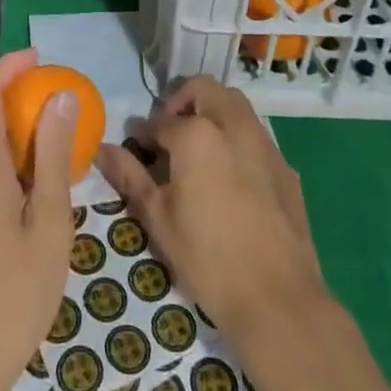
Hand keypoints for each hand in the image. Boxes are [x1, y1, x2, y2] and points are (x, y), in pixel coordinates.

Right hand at [96, 76, 324, 343]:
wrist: (278, 300)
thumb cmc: (208, 258)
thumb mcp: (158, 218)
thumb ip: (131, 176)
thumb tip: (103, 149)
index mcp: (198, 134)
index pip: (162, 121)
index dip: (144, 133)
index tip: (135, 147)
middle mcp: (234, 125)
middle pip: (205, 90)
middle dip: (183, 101)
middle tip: (169, 134)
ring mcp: (265, 144)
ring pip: (235, 105)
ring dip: (212, 113)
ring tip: (197, 152)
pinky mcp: (286, 167)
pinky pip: (256, 136)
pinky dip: (237, 138)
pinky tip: (229, 178)